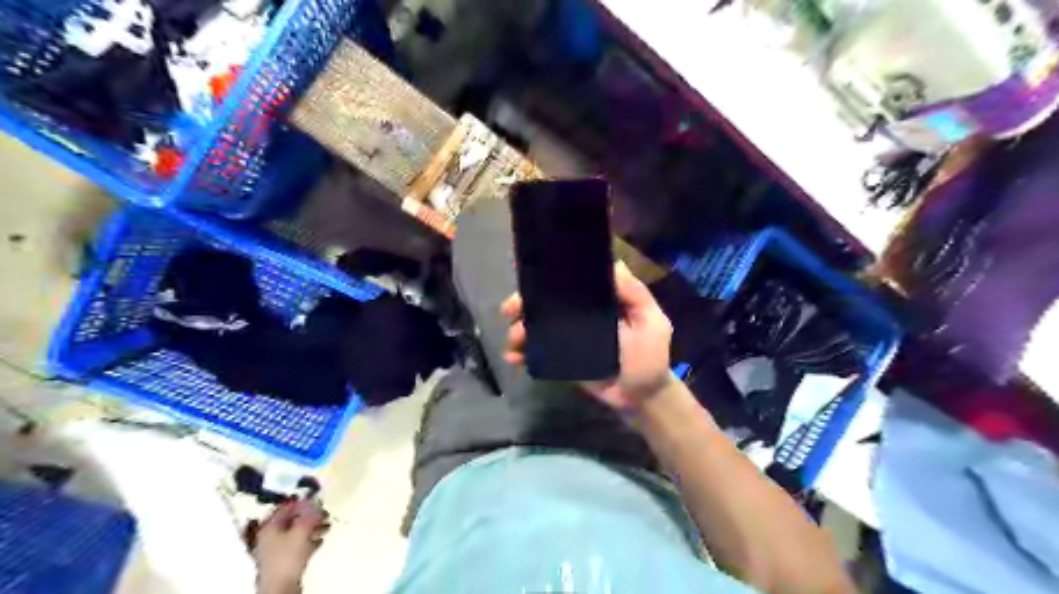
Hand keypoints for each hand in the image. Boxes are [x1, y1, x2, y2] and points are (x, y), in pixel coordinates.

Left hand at [249, 498, 328, 590]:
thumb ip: (309, 515)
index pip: (285, 508)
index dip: (301, 502)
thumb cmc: (287, 556)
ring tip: (327, 526)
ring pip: (297, 533)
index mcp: (269, 527)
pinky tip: (320, 540)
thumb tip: (316, 502)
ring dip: (313, 527)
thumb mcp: (301, 531)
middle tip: (325, 513)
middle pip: (292, 520)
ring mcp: (277, 550)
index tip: (316, 499)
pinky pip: (299, 545)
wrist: (281, 586)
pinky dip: (310, 540)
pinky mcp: (284, 561)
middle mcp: (270, 536)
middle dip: (310, 516)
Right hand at [501, 263, 673, 409]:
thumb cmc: (650, 355)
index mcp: (600, 301)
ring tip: (514, 339)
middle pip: (548, 304)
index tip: (531, 277)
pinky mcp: (561, 359)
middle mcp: (580, 315)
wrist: (641, 397)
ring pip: (539, 327)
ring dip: (521, 329)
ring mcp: (568, 337)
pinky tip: (514, 357)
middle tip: (509, 310)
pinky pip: (539, 353)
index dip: (550, 279)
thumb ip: (635, 295)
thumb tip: (615, 264)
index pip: (571, 283)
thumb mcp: (651, 321)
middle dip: (525, 304)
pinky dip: (524, 353)